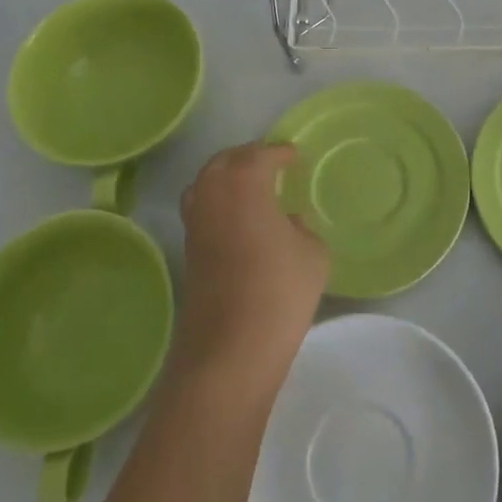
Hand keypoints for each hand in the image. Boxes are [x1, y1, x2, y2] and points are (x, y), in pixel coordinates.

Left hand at [175, 143, 328, 392]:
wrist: (230, 349)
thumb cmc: (280, 292)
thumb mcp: (313, 254)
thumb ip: (303, 228)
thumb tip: (288, 223)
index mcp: (245, 185)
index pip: (260, 155)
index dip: (279, 152)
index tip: (294, 155)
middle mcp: (213, 196)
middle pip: (224, 161)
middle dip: (248, 157)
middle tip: (272, 163)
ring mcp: (196, 224)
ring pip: (205, 184)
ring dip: (227, 178)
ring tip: (253, 188)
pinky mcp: (188, 252)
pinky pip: (202, 210)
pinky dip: (219, 203)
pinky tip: (242, 221)